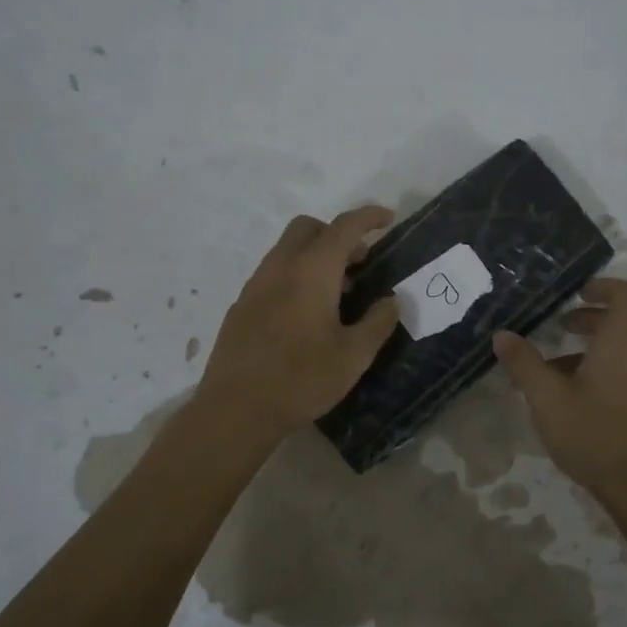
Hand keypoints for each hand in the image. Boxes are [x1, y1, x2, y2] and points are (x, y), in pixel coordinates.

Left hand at [197, 206, 401, 439]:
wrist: (236, 409)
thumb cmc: (301, 379)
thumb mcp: (353, 356)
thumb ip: (378, 322)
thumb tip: (391, 302)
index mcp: (311, 271)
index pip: (344, 227)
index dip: (369, 217)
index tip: (388, 219)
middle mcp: (280, 267)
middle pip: (309, 228)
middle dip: (337, 234)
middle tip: (360, 264)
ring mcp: (255, 285)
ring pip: (288, 250)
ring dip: (315, 256)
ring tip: (337, 293)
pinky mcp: (241, 306)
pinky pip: (273, 274)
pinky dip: (295, 276)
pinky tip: (306, 315)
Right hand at [492, 276, 626, 499]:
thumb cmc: (593, 432)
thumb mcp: (547, 397)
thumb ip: (524, 363)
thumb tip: (502, 335)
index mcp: (622, 342)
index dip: (604, 286)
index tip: (575, 294)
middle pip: (621, 320)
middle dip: (587, 317)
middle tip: (556, 325)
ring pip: (619, 347)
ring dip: (587, 346)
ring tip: (550, 366)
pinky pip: (621, 369)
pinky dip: (595, 367)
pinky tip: (565, 395)